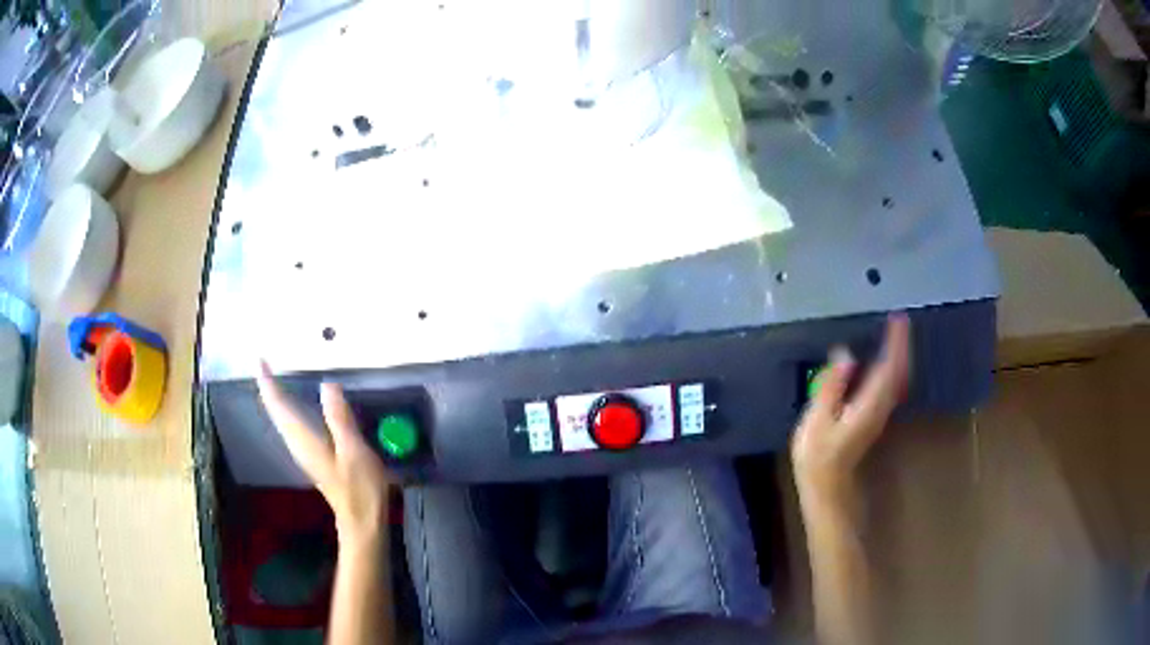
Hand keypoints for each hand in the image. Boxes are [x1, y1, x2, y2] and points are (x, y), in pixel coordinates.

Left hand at [257, 362, 390, 542]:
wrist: (362, 521)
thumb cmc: (360, 488)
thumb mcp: (354, 451)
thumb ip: (339, 418)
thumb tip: (327, 384)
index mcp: (304, 439)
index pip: (279, 406)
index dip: (268, 382)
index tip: (260, 360)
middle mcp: (297, 443)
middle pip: (276, 412)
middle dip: (268, 387)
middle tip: (264, 364)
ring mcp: (304, 452)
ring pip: (282, 420)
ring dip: (275, 398)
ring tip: (273, 379)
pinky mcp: (312, 456)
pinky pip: (292, 426)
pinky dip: (287, 410)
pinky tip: (294, 406)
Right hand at [791, 314, 910, 506]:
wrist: (827, 484)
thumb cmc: (818, 455)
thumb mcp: (818, 419)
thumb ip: (832, 385)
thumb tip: (845, 354)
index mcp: (869, 403)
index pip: (888, 366)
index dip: (895, 342)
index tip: (898, 319)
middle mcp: (881, 406)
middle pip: (899, 371)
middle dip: (901, 345)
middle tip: (899, 321)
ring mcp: (880, 413)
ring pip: (897, 378)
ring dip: (899, 356)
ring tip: (894, 336)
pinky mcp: (874, 416)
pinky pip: (890, 385)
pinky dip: (891, 368)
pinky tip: (884, 363)